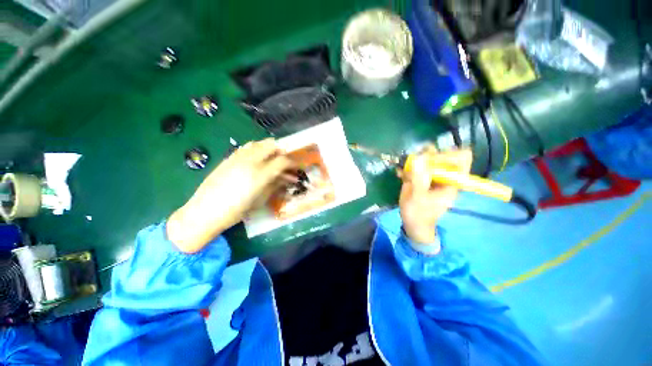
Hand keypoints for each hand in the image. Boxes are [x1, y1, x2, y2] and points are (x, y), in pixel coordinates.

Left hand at [167, 139, 294, 252]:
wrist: (204, 212)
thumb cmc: (236, 211)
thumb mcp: (261, 200)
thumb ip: (276, 185)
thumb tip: (290, 178)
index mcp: (260, 175)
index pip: (282, 160)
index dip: (292, 162)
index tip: (297, 166)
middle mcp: (250, 161)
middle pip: (271, 145)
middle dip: (281, 151)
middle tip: (285, 161)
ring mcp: (237, 157)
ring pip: (258, 143)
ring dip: (268, 149)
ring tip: (271, 159)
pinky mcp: (228, 158)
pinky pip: (246, 147)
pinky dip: (256, 149)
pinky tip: (256, 160)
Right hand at [399, 146, 472, 245]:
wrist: (413, 223)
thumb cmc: (419, 213)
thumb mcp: (417, 197)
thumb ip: (418, 178)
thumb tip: (419, 157)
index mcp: (452, 181)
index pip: (462, 158)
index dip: (448, 155)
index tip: (431, 160)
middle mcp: (444, 175)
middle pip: (443, 155)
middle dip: (427, 156)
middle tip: (413, 162)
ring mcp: (433, 176)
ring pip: (428, 158)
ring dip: (414, 160)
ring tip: (404, 169)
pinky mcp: (422, 177)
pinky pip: (416, 166)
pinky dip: (408, 167)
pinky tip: (400, 174)